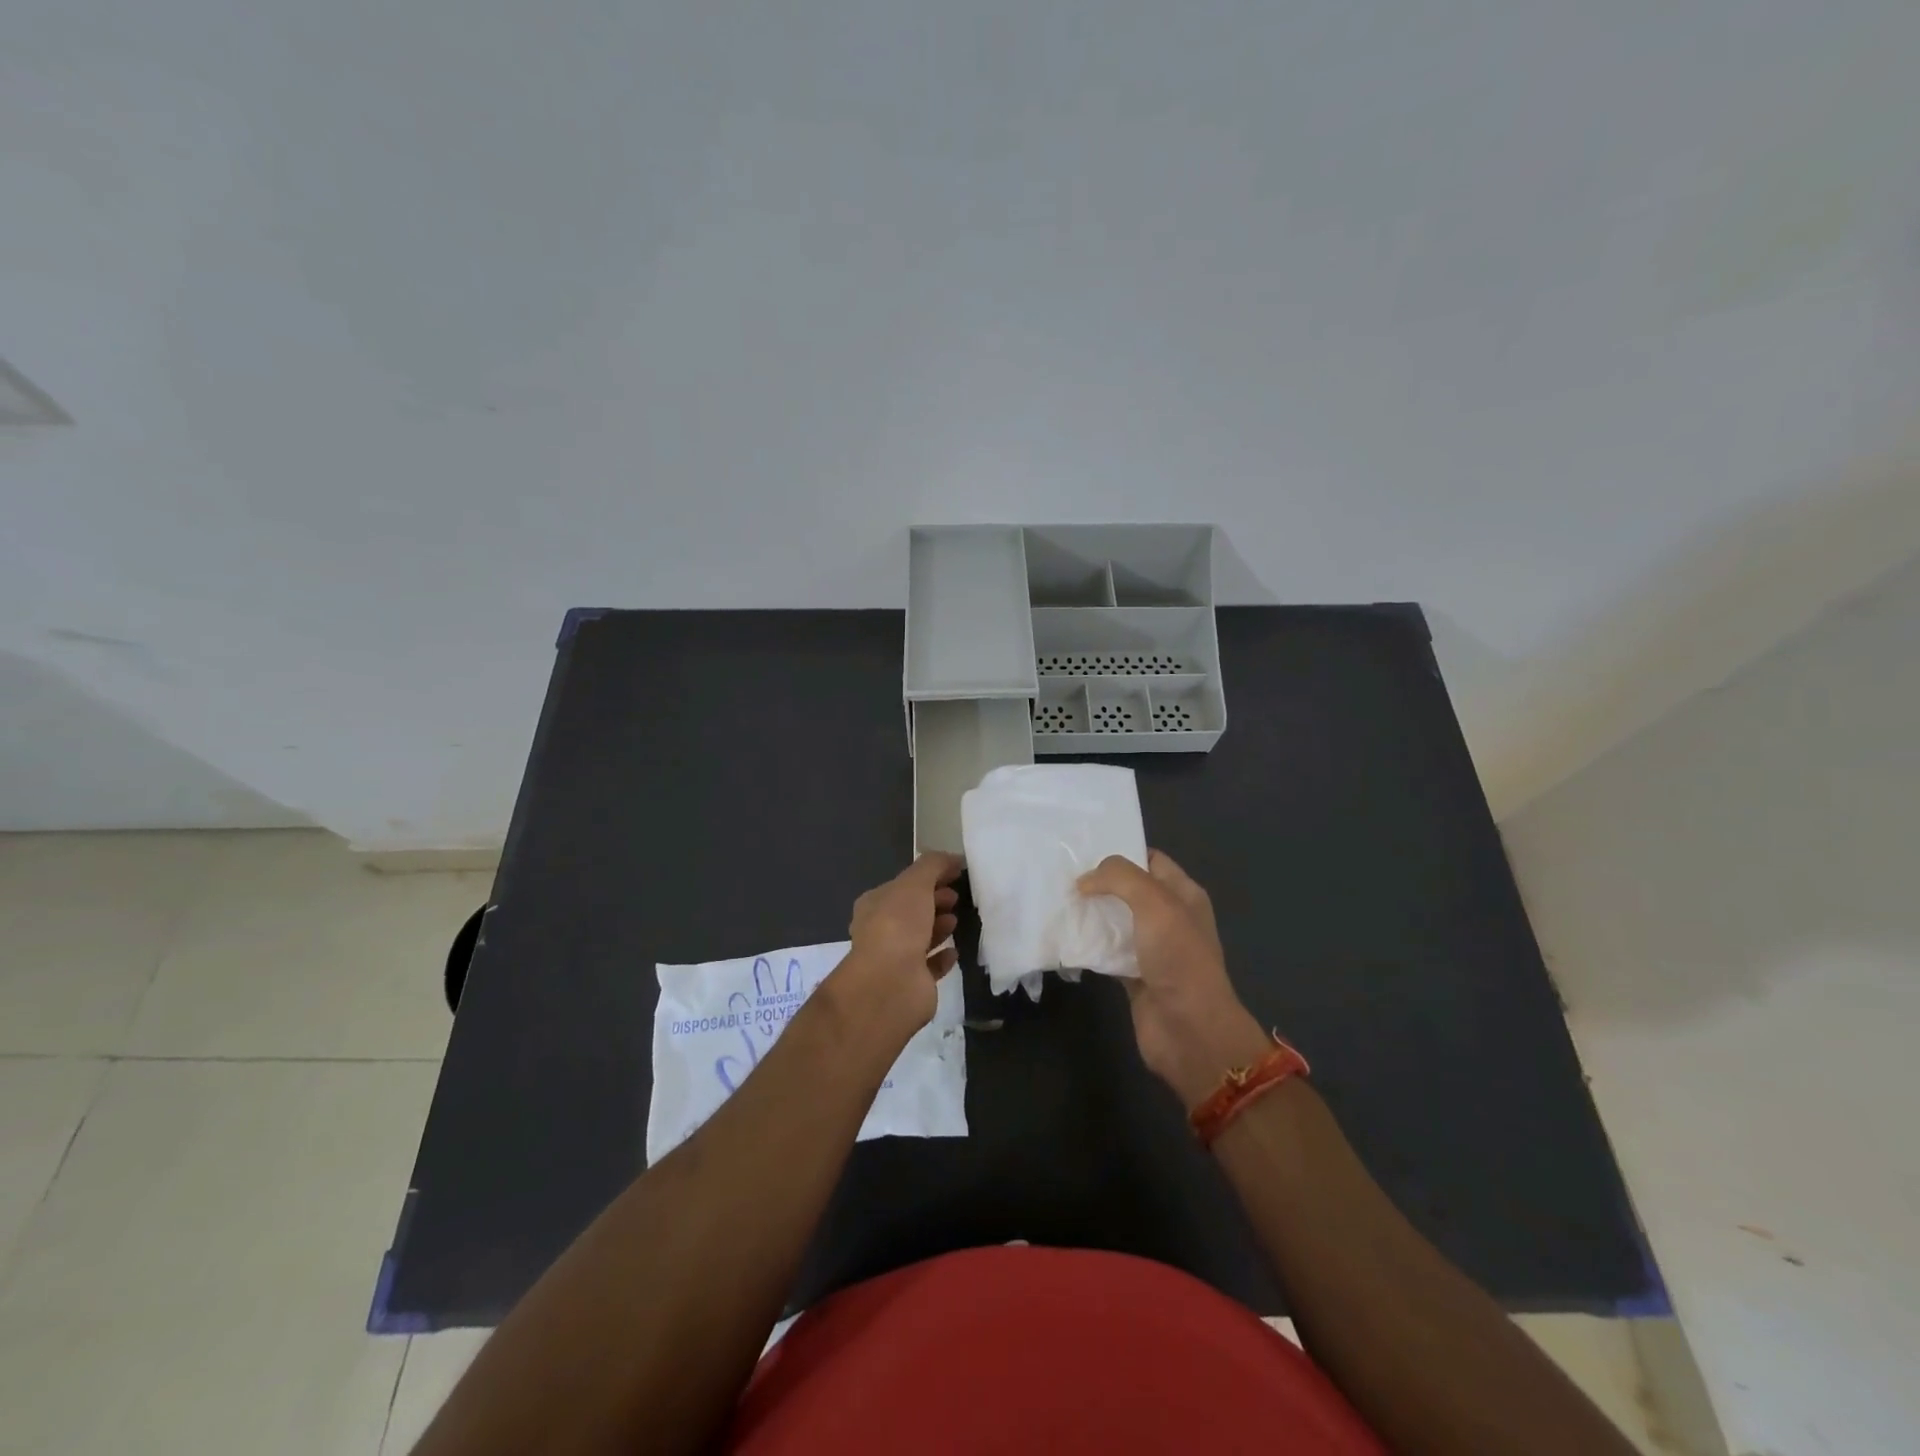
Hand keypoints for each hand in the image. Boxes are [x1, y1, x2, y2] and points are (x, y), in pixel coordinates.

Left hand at [836, 852, 962, 1041]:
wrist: (891, 983)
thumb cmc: (898, 925)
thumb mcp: (915, 883)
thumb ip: (934, 865)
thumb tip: (953, 858)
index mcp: (875, 904)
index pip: (903, 886)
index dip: (928, 878)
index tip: (954, 875)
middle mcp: (881, 930)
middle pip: (912, 911)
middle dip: (934, 901)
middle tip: (956, 898)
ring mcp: (895, 959)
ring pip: (921, 937)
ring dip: (939, 927)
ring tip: (957, 921)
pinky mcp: (912, 983)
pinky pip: (930, 966)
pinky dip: (943, 957)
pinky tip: (955, 951)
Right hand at [1078, 850, 1270, 1108]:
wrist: (1190, 1031)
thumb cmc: (1179, 959)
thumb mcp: (1155, 904)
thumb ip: (1120, 878)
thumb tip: (1085, 880)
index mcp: (1184, 895)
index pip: (1150, 860)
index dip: (1121, 851)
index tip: (1083, 848)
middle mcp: (1169, 918)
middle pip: (1128, 890)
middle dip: (1098, 882)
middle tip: (1060, 874)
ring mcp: (1151, 949)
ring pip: (1115, 921)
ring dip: (1090, 914)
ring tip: (1055, 901)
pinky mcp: (1134, 976)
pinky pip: (1106, 953)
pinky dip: (1088, 946)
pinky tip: (1063, 937)